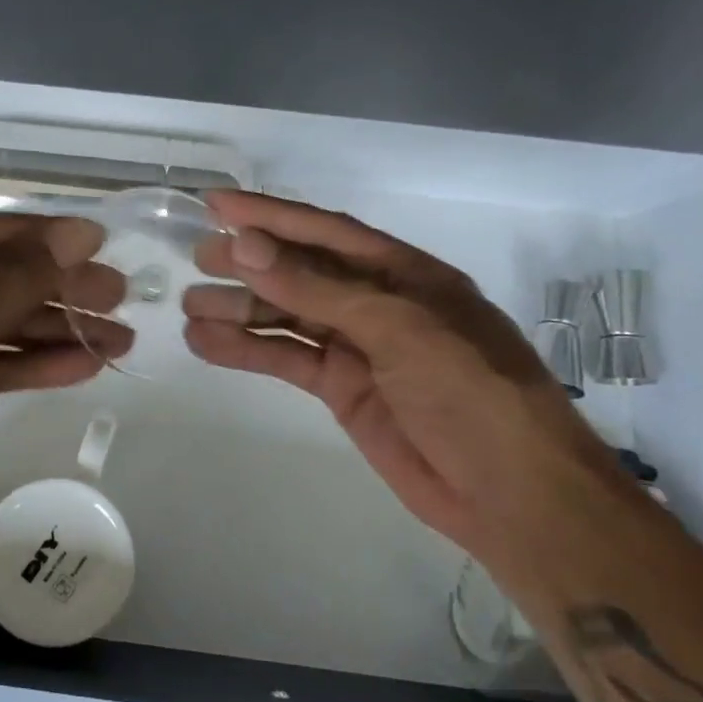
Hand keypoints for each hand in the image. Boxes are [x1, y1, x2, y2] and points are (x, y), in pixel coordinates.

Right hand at [182, 190, 620, 557]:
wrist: (512, 495)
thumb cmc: (470, 393)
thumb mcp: (397, 329)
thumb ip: (317, 289)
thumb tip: (246, 246)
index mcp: (404, 273)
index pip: (326, 232)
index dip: (270, 215)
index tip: (216, 205)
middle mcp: (378, 302)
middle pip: (301, 272)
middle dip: (249, 262)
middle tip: (196, 258)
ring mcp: (359, 348)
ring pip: (287, 317)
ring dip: (240, 310)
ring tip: (190, 306)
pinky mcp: (343, 389)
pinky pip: (287, 360)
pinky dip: (247, 351)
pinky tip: (206, 346)